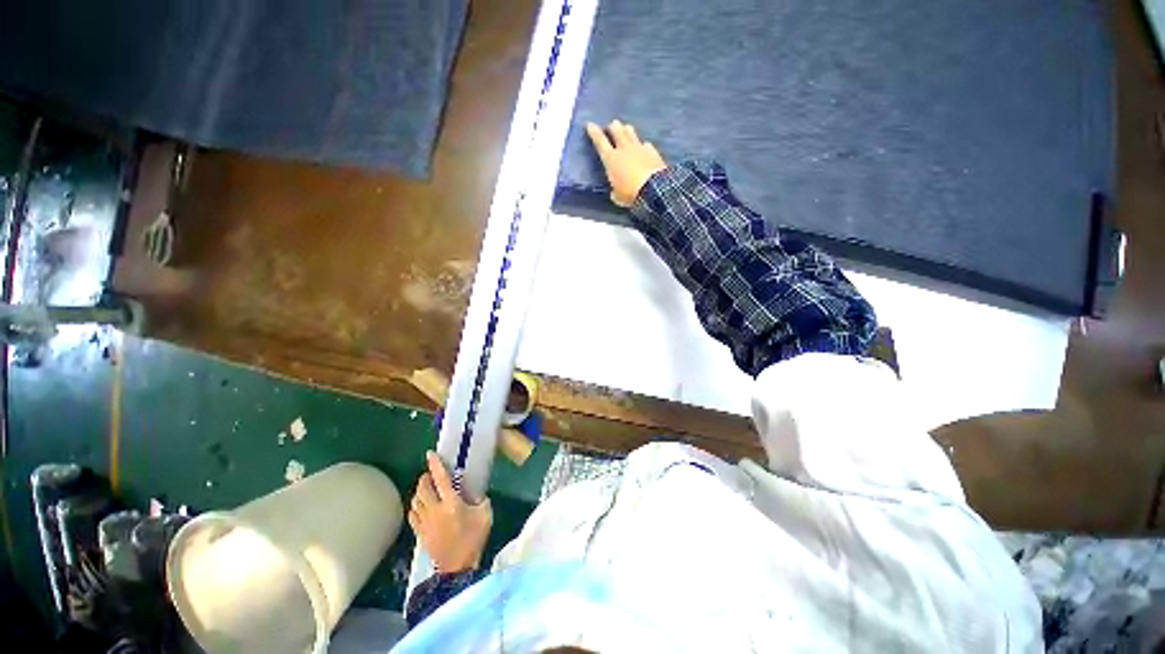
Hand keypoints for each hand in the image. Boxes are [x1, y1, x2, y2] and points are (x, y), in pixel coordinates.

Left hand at [408, 451, 492, 572]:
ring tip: (425, 488)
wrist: (458, 569)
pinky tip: (419, 506)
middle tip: (430, 474)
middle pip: (422, 488)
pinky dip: (414, 506)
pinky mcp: (420, 533)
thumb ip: (480, 500)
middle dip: (424, 478)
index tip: (430, 454)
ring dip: (419, 491)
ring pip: (415, 501)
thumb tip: (474, 493)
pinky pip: (412, 515)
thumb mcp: (485, 514)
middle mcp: (434, 509)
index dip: (435, 465)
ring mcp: (425, 522)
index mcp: (451, 502)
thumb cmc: (474, 538)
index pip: (440, 479)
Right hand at [586, 120, 667, 206]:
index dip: (594, 132)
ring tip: (625, 130)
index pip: (600, 141)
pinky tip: (643, 148)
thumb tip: (615, 191)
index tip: (590, 124)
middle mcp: (624, 149)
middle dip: (612, 127)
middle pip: (616, 129)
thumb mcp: (617, 197)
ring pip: (630, 132)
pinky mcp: (652, 151)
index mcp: (611, 159)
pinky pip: (645, 144)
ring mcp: (639, 148)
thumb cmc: (630, 194)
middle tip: (611, 128)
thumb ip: (615, 191)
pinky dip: (642, 145)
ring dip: (626, 130)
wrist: (654, 189)